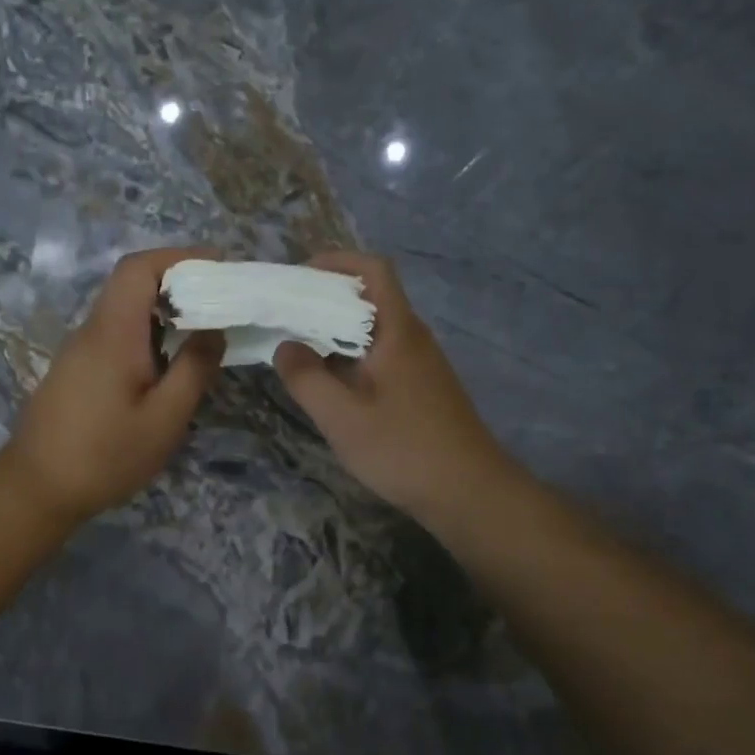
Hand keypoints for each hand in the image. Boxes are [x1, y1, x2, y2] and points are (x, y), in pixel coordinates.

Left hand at [0, 247, 223, 524]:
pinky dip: (147, 333)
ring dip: (164, 311)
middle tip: (220, 303)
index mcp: (113, 333)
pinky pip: (116, 334)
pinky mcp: (76, 369)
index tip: (219, 267)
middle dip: (179, 282)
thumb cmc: (105, 456)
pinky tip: (168, 363)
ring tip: (203, 332)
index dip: (179, 257)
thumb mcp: (164, 419)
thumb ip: (194, 369)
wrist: (37, 488)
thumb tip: (214, 330)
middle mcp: (92, 330)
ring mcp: (80, 349)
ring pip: (124, 310)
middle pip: (131, 284)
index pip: (138, 268)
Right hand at [274, 252, 508, 527]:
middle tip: (285, 315)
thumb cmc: (403, 449)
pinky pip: (380, 354)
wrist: (469, 493)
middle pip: (370, 297)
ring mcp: (420, 364)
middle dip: (326, 298)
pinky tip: (329, 382)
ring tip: (297, 347)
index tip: (298, 276)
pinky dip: (350, 356)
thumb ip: (306, 378)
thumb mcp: (342, 417)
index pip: (374, 270)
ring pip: (373, 329)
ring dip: (336, 330)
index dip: (336, 262)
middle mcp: (412, 338)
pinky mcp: (421, 388)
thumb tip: (285, 346)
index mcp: (398, 332)